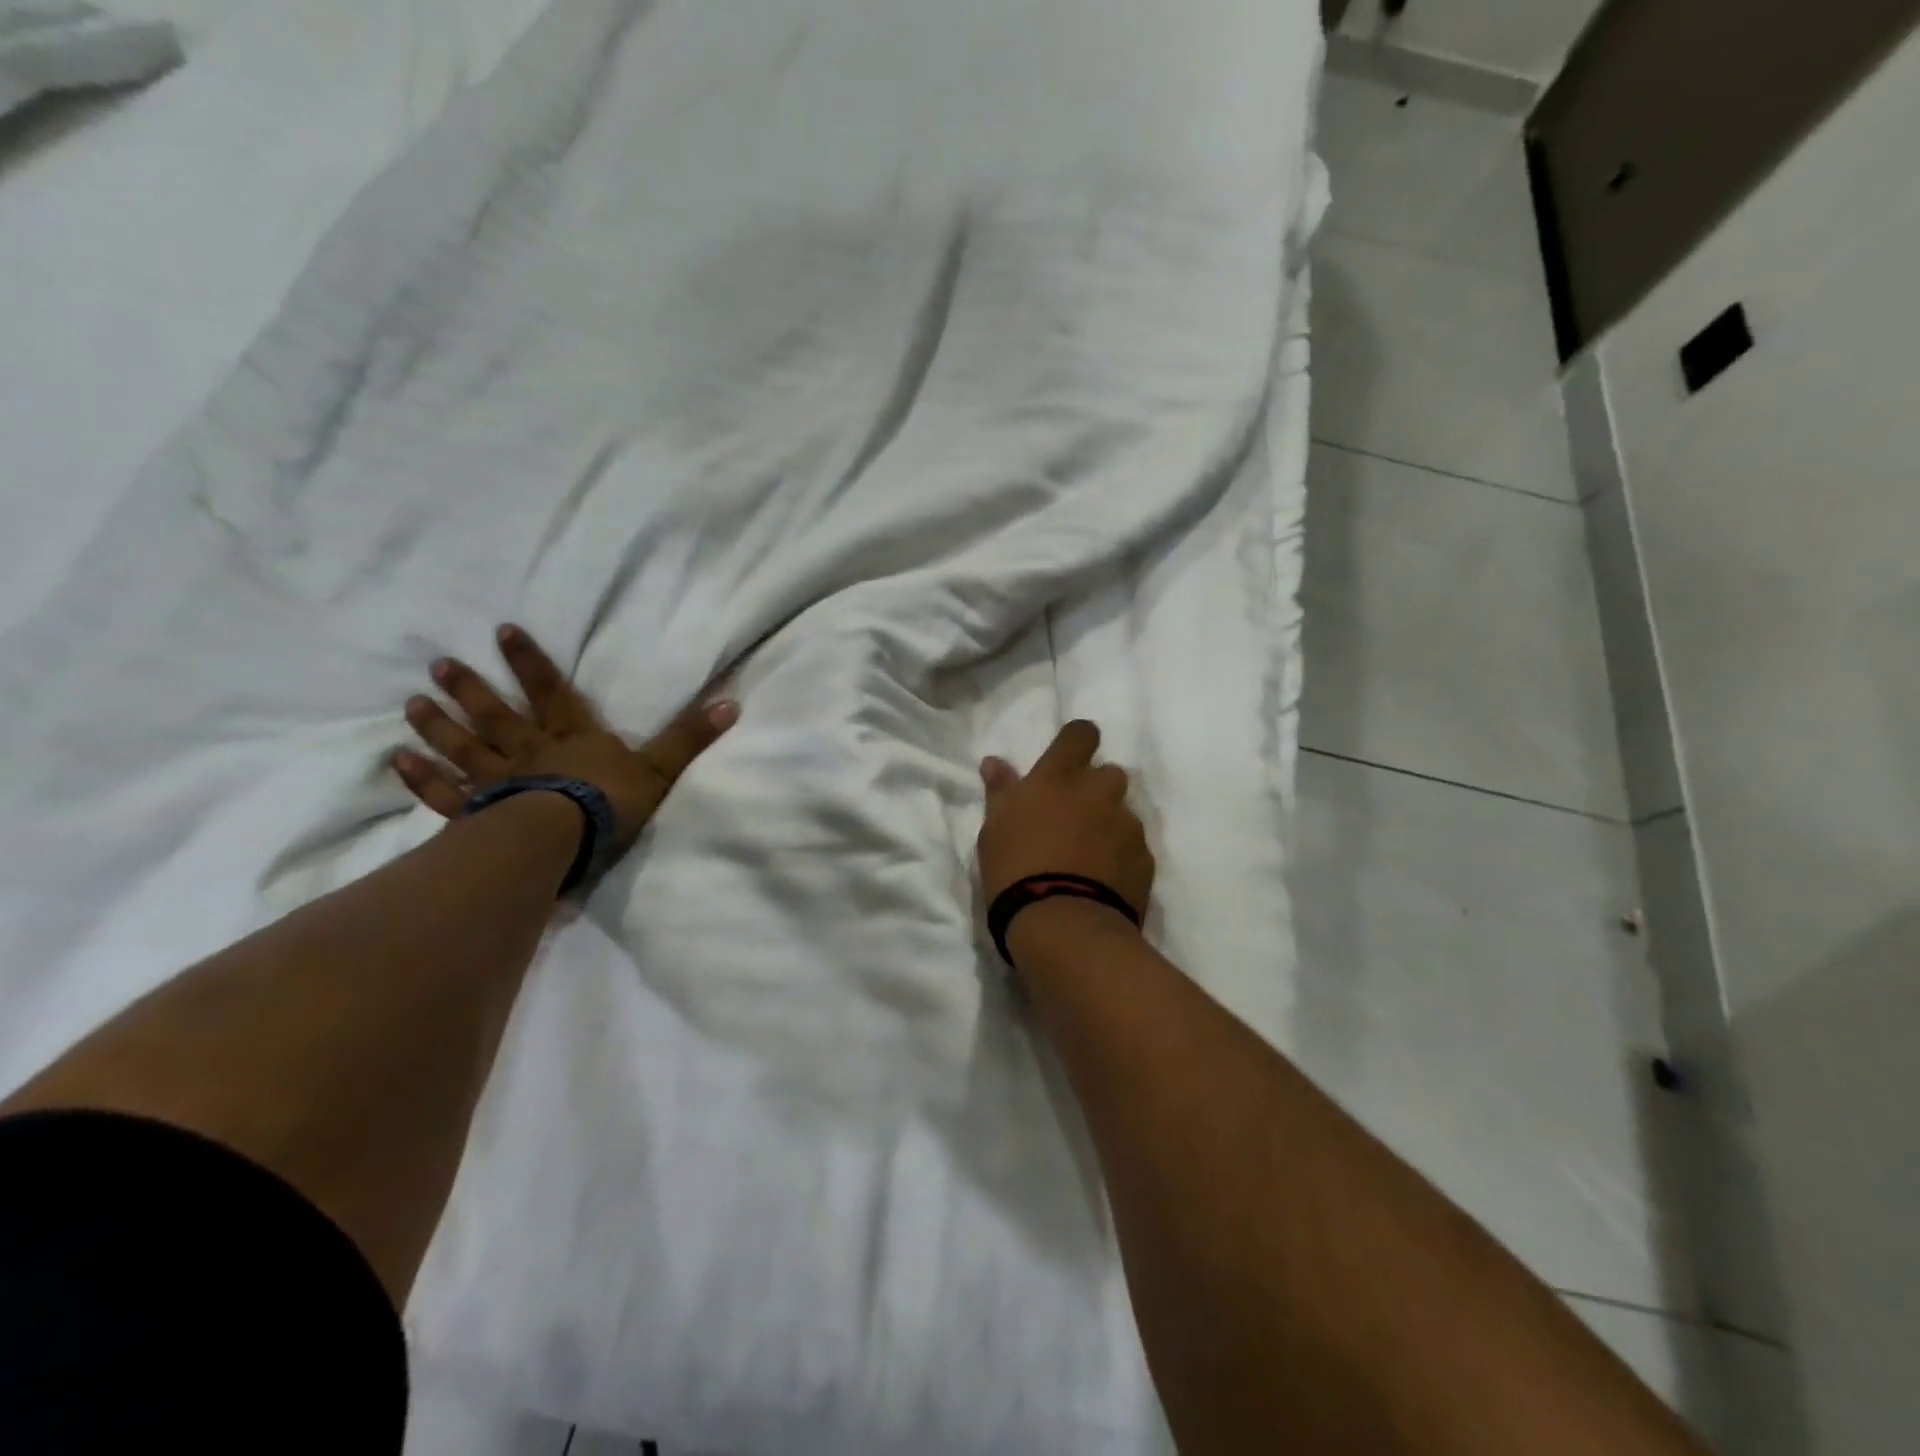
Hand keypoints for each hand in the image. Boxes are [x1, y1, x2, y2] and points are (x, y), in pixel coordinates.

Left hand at [394, 623, 737, 852]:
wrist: (566, 841)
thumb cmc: (612, 804)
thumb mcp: (661, 769)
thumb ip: (690, 737)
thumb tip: (732, 702)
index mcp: (574, 739)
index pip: (551, 693)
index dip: (529, 663)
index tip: (500, 632)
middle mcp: (531, 753)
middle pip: (497, 716)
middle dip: (471, 690)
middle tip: (439, 664)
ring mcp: (501, 784)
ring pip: (465, 749)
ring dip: (439, 726)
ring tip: (412, 703)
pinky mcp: (481, 816)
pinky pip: (447, 794)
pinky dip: (422, 778)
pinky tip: (398, 761)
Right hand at [977, 719, 1154, 919]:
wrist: (1063, 925)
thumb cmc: (1015, 870)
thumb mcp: (995, 830)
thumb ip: (1001, 791)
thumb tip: (994, 762)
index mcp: (1059, 778)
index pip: (1081, 734)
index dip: (1078, 740)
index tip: (1069, 757)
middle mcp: (1099, 792)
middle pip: (1109, 773)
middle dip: (1096, 788)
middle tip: (1074, 816)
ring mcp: (1127, 825)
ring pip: (1124, 812)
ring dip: (1109, 823)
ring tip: (1089, 855)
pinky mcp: (1145, 859)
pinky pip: (1134, 847)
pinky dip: (1121, 856)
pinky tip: (1104, 880)